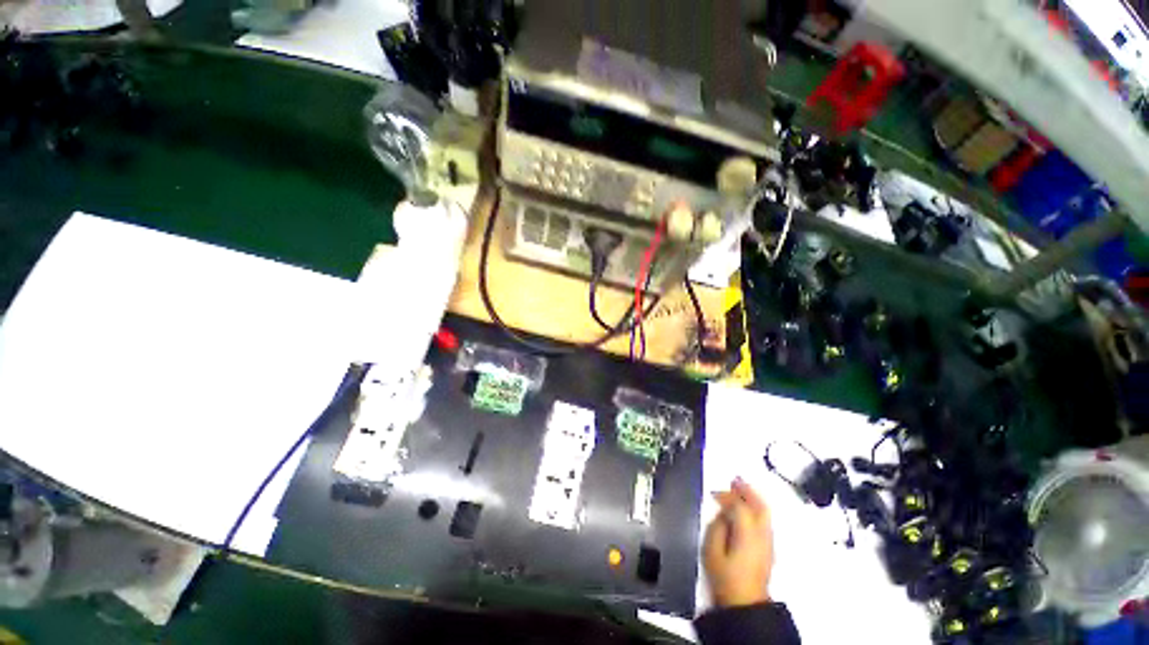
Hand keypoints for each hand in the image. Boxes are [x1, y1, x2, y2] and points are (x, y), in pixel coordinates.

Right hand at [703, 478, 773, 607]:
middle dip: (747, 491)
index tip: (714, 494)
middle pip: (759, 506)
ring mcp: (768, 543)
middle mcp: (762, 535)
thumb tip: (722, 514)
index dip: (727, 496)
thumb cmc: (725, 578)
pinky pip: (765, 522)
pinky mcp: (769, 549)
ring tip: (741, 489)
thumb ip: (716, 527)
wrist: (745, 605)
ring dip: (753, 498)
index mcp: (747, 533)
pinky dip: (756, 510)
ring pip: (765, 513)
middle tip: (734, 480)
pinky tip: (747, 509)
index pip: (739, 506)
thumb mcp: (711, 550)